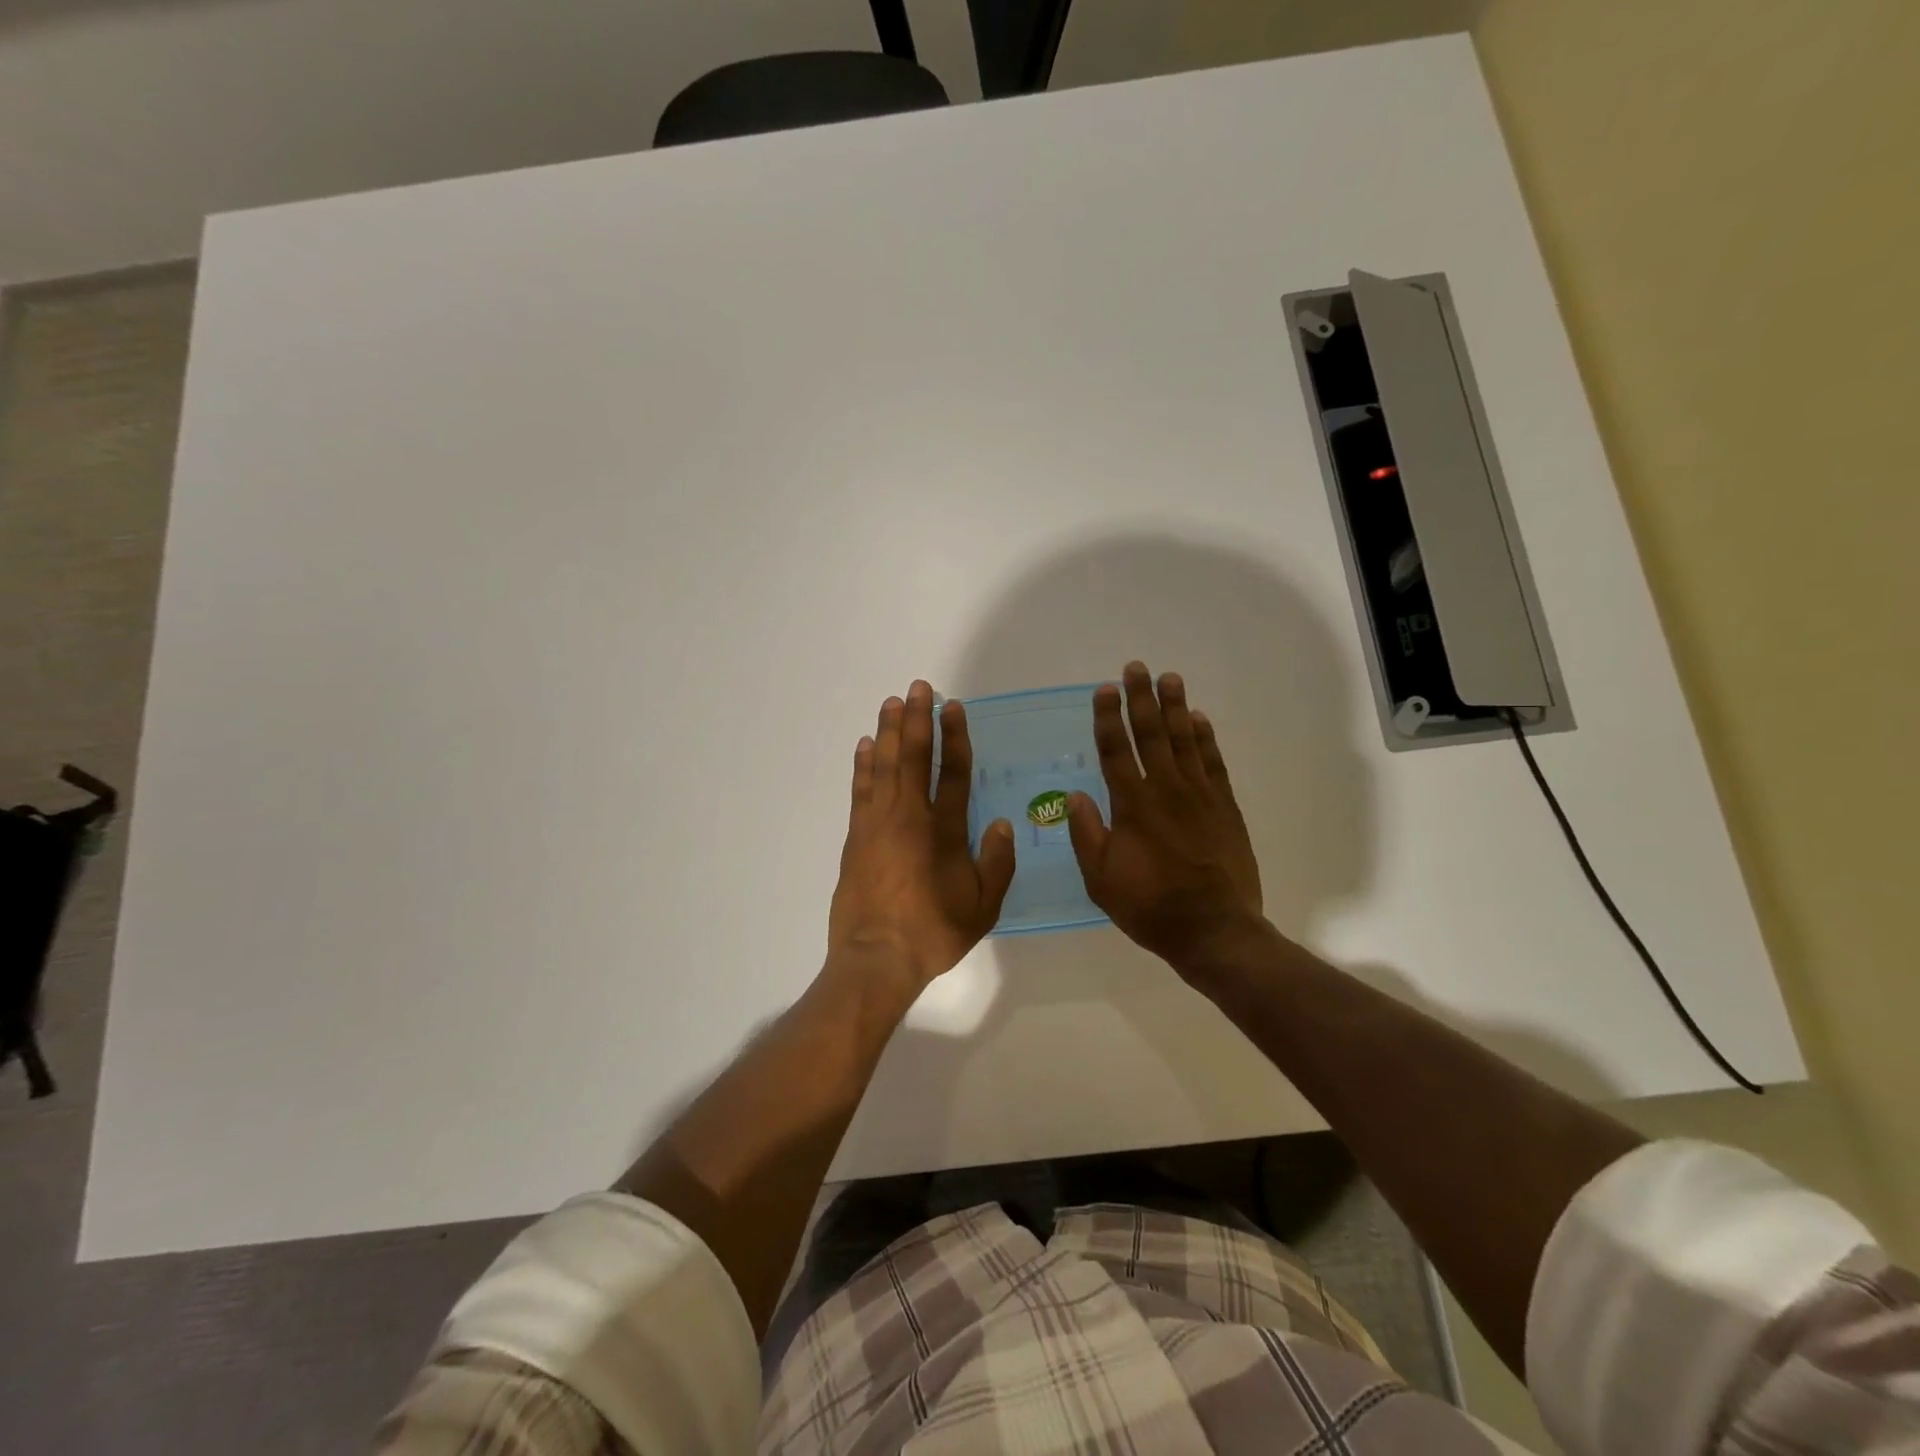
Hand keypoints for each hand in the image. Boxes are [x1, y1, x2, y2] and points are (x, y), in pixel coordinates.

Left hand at [828, 681, 1015, 986]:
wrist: (877, 957)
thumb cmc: (934, 932)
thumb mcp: (983, 907)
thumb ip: (996, 863)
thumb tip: (1001, 824)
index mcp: (945, 831)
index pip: (954, 772)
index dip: (955, 737)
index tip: (953, 707)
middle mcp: (911, 817)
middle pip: (915, 757)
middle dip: (918, 719)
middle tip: (919, 687)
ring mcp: (878, 823)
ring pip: (885, 765)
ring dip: (889, 731)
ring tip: (892, 702)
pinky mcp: (856, 836)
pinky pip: (861, 789)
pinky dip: (864, 764)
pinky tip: (866, 744)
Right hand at [1068, 662, 1264, 973]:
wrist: (1214, 930)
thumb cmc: (1150, 907)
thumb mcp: (1101, 880)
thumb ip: (1086, 835)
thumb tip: (1074, 795)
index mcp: (1132, 806)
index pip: (1116, 751)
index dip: (1109, 718)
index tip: (1105, 689)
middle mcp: (1166, 790)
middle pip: (1152, 734)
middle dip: (1142, 699)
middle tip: (1137, 667)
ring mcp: (1200, 796)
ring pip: (1185, 740)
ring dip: (1175, 707)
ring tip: (1170, 678)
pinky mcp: (1225, 807)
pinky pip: (1213, 762)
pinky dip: (1206, 738)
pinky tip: (1200, 719)